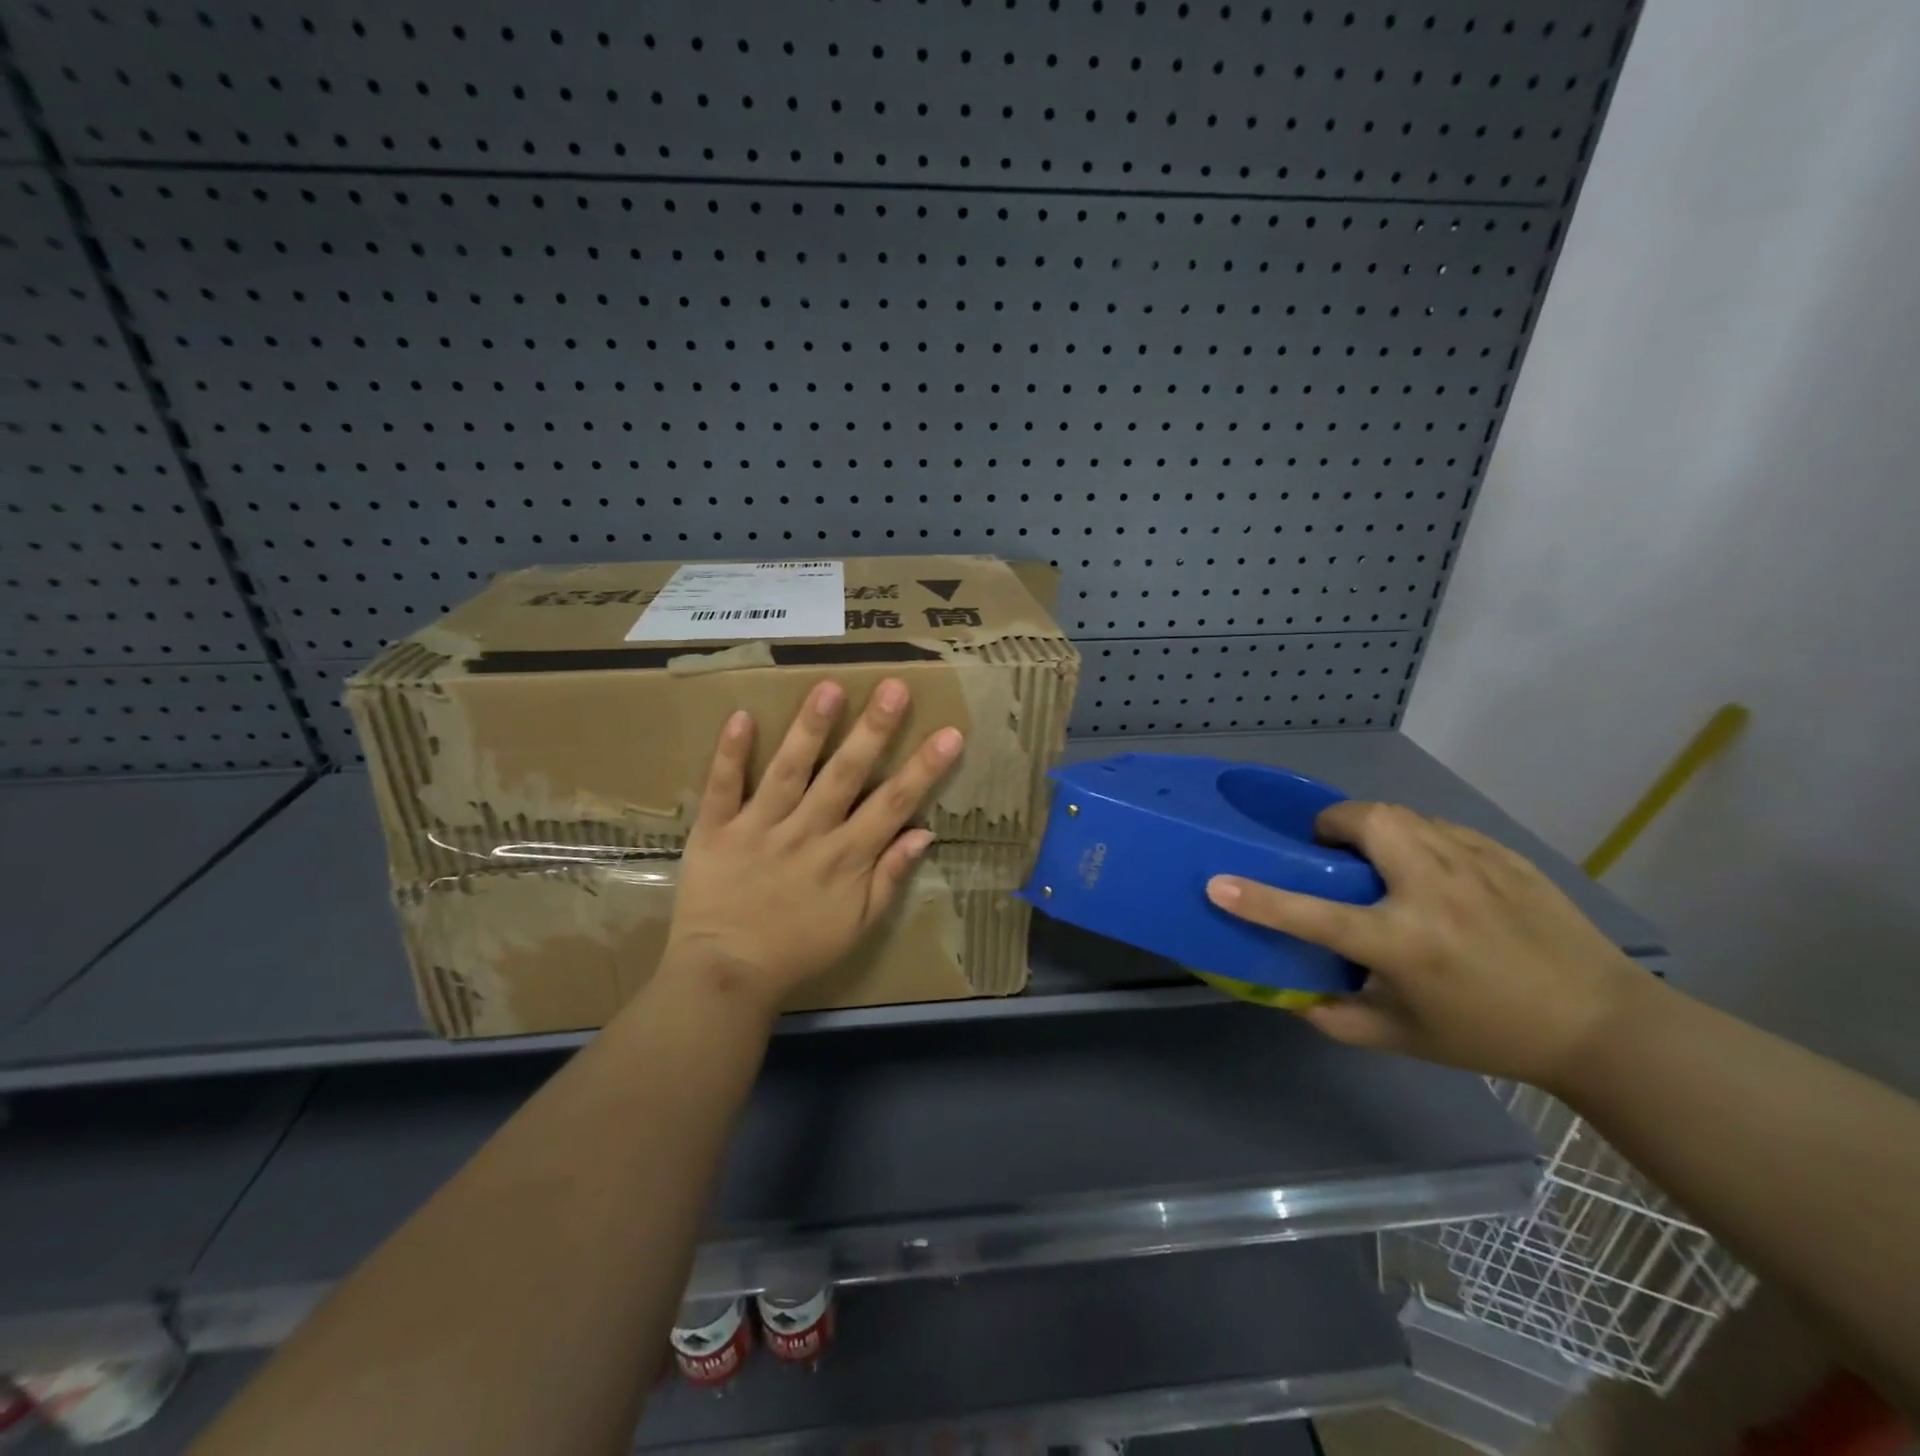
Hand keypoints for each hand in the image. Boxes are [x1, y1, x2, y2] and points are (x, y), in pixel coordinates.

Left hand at [662, 678, 963, 1012]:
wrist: (727, 975)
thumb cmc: (800, 949)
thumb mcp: (859, 925)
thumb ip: (890, 877)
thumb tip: (924, 832)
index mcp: (846, 856)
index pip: (894, 804)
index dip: (925, 768)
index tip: (950, 733)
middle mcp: (808, 833)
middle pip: (845, 775)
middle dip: (873, 730)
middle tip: (893, 687)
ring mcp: (760, 829)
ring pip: (789, 771)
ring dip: (810, 729)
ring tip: (828, 688)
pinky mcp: (717, 831)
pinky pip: (723, 788)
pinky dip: (730, 754)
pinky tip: (741, 716)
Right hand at [1206, 802, 1642, 1087]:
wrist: (1602, 1025)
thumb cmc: (1491, 1035)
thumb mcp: (1404, 1038)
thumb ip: (1336, 1017)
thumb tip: (1289, 995)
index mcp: (1404, 944)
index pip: (1314, 915)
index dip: (1260, 900)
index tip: (1219, 884)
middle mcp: (1434, 892)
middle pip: (1366, 821)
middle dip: (1333, 825)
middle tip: (1330, 853)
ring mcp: (1473, 865)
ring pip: (1402, 814)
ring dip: (1372, 827)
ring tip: (1376, 859)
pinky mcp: (1501, 855)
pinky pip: (1439, 827)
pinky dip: (1416, 838)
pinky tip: (1429, 872)